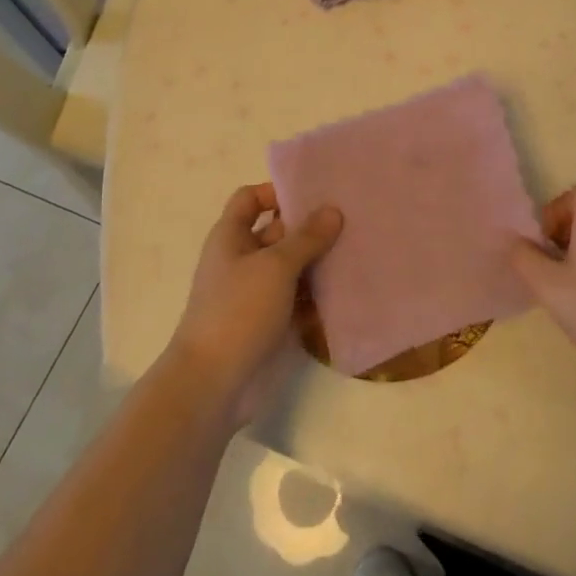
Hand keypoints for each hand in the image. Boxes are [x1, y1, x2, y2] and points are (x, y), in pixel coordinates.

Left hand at [168, 183, 342, 424]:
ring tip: (361, 247)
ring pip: (294, 267)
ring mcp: (258, 294)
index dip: (277, 191)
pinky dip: (321, 294)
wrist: (214, 384)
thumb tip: (333, 211)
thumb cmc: (237, 311)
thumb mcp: (275, 266)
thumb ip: (306, 237)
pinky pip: (301, 299)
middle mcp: (243, 260)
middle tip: (353, 217)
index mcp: (231, 237)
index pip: (251, 199)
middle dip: (311, 226)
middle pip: (279, 232)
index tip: (315, 193)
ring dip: (321, 260)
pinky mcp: (273, 322)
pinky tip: (352, 287)